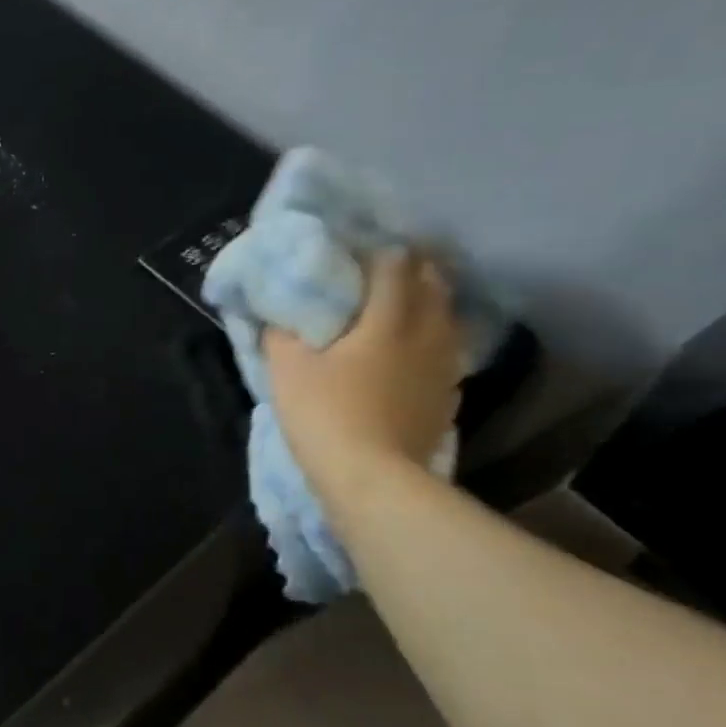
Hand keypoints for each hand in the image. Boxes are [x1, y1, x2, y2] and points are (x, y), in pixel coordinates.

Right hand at [264, 248, 463, 504]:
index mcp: (388, 319)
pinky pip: (444, 351)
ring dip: (426, 303)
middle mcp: (427, 333)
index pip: (395, 265)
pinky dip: (430, 340)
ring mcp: (444, 367)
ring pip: (445, 318)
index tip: (357, 247)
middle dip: (411, 269)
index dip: (377, 251)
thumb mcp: (286, 370)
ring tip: (400, 305)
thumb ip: (281, 333)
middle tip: (382, 269)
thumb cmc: (325, 415)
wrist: (372, 479)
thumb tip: (279, 313)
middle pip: (432, 284)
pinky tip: (411, 352)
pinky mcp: (447, 396)